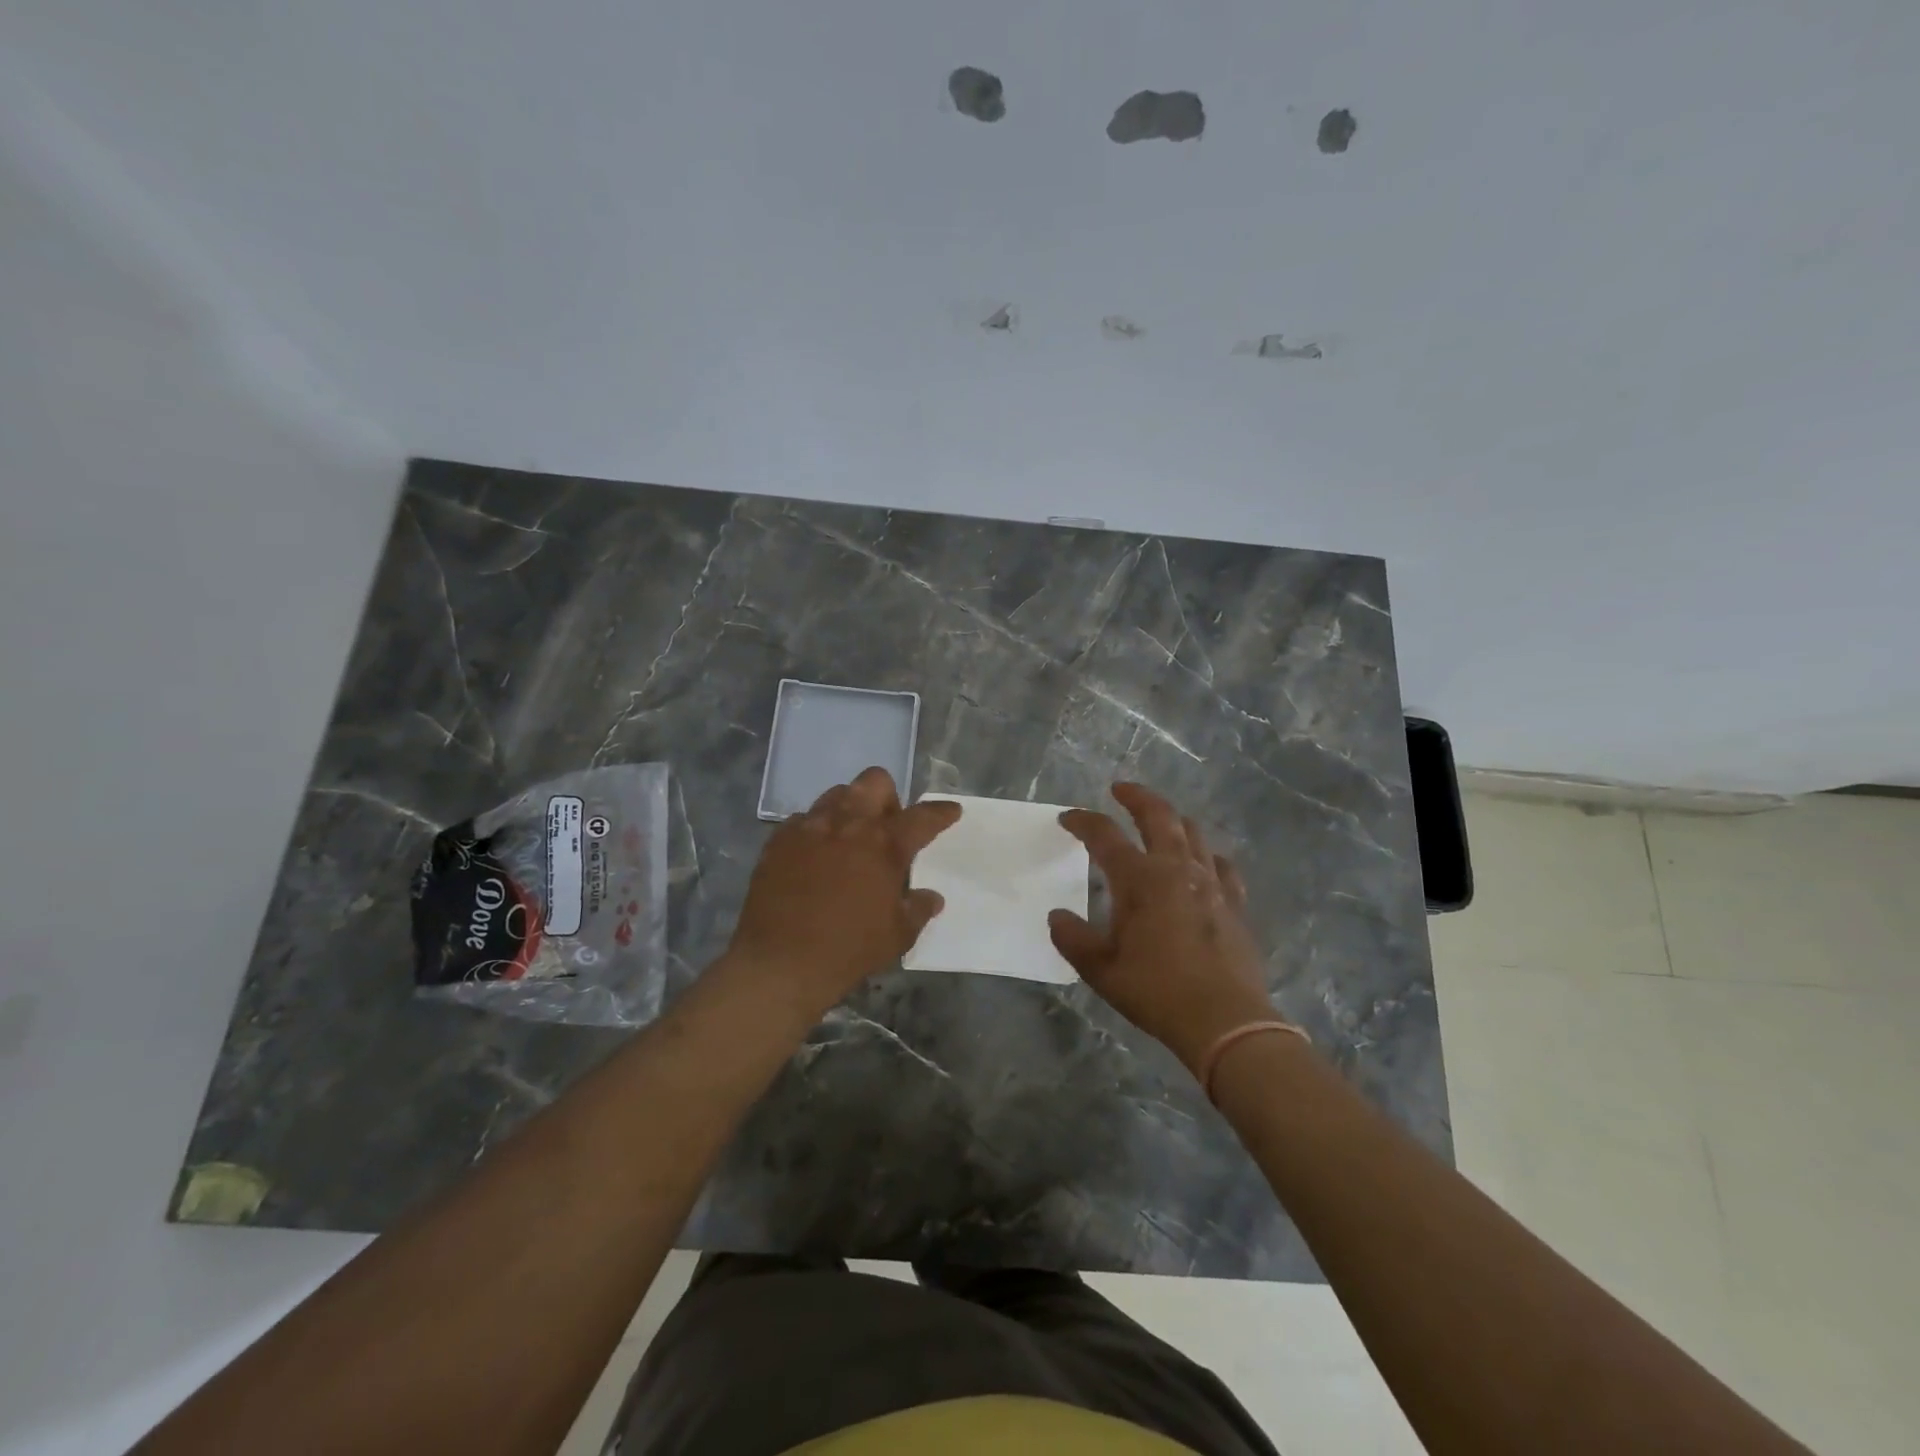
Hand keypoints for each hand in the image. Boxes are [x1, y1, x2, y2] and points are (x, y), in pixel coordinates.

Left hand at [725, 767, 960, 1019]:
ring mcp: (810, 827)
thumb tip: (931, 897)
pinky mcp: (779, 840)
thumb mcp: (897, 936)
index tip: (951, 811)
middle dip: (888, 798)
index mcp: (885, 845)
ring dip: (851, 809)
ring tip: (849, 839)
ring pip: (837, 794)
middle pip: (875, 782)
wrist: (779, 963)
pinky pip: (803, 819)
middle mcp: (849, 824)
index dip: (941, 812)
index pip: (923, 817)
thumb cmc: (848, 950)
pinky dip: (816, 830)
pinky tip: (814, 856)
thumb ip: (918, 909)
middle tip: (887, 828)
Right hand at [1050, 782, 1277, 1075]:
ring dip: (1172, 819)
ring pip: (1193, 833)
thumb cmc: (1156, 991)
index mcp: (1139, 879)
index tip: (1067, 818)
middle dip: (1136, 796)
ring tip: (1160, 821)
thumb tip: (1057, 916)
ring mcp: (1211, 882)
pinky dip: (1206, 855)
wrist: (1225, 1020)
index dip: (1083, 822)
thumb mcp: (1101, 970)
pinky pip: (1222, 865)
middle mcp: (1176, 868)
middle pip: (1158, 815)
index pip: (1104, 835)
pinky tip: (1203, 863)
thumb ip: (1073, 938)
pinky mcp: (1235, 902)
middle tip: (1120, 790)